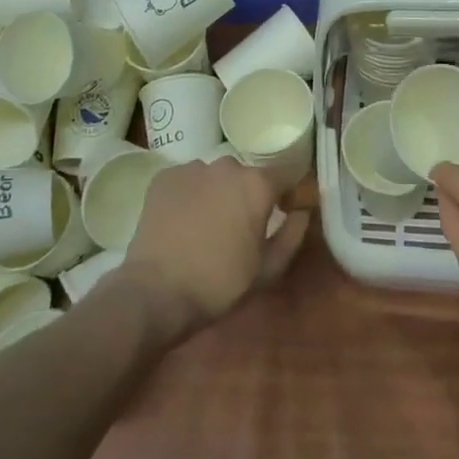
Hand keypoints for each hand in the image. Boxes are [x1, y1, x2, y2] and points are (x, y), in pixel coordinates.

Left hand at [116, 155, 309, 336]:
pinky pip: (186, 181)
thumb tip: (302, 212)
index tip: (280, 213)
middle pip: (245, 176)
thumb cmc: (220, 283)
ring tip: (204, 224)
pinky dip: (188, 195)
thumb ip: (292, 235)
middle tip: (237, 227)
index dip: (284, 194)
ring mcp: (192, 168)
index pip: (283, 177)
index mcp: (257, 184)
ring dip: (215, 193)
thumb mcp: (268, 270)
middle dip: (245, 195)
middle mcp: (227, 166)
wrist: (156, 292)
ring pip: (213, 177)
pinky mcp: (164, 177)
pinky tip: (180, 221)